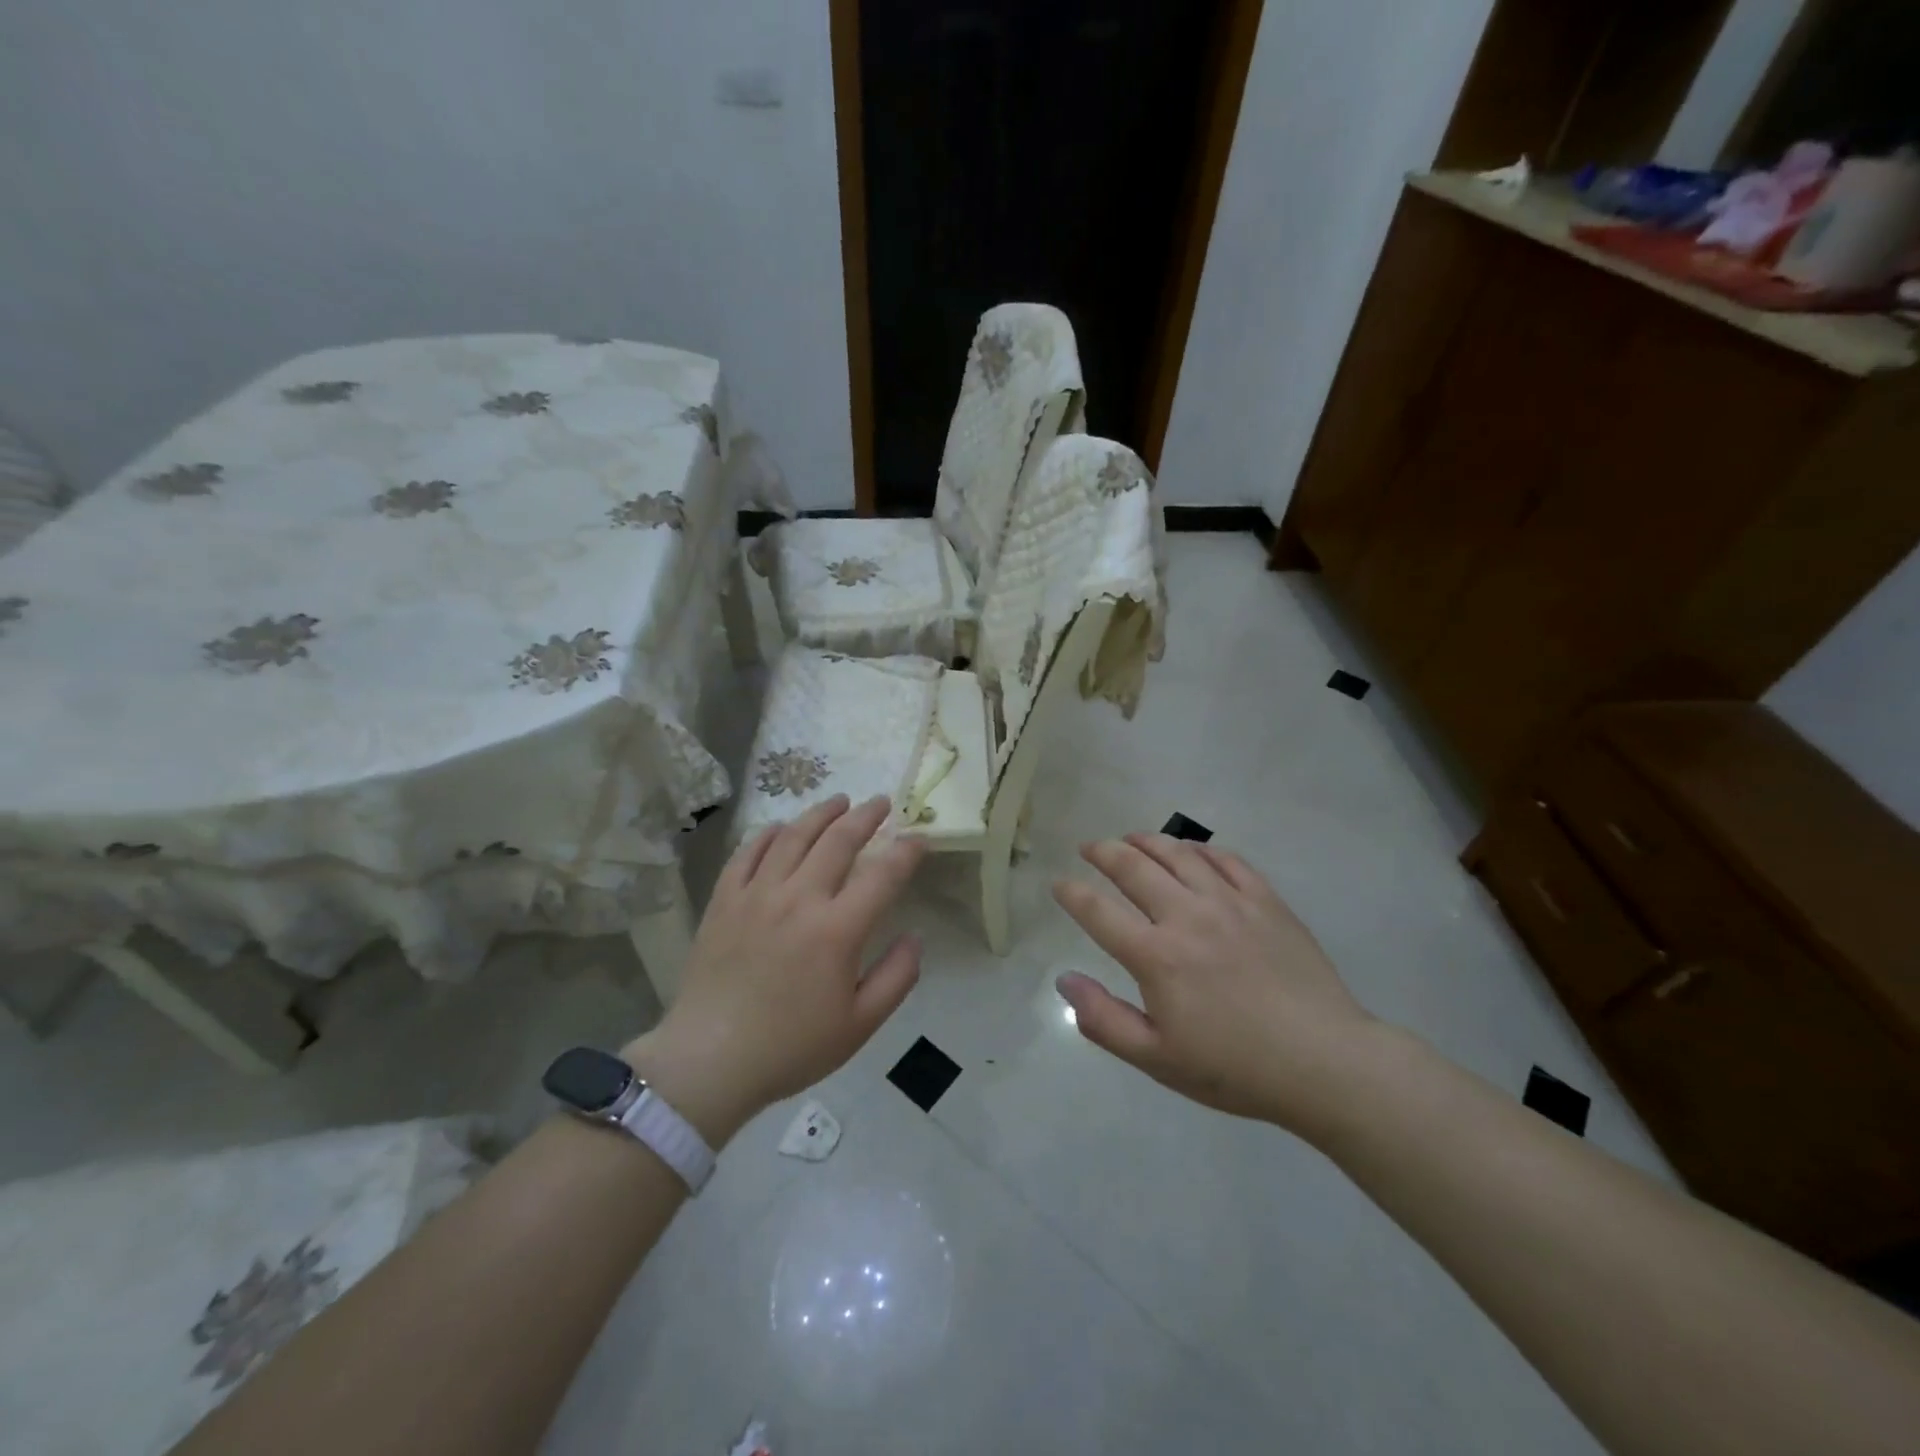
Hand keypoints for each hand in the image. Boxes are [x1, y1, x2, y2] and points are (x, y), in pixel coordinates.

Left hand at [623, 795, 926, 1144]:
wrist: (710, 1060)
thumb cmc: (791, 1047)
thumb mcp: (860, 1025)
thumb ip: (897, 977)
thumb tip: (915, 937)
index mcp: (837, 930)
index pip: (883, 875)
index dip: (907, 852)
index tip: (920, 839)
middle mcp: (798, 899)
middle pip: (839, 841)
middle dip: (866, 816)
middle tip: (881, 803)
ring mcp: (756, 894)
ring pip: (793, 836)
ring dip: (821, 813)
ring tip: (839, 801)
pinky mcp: (724, 900)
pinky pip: (748, 852)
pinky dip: (769, 834)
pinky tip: (782, 828)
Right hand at [1052, 833, 1375, 1138]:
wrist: (1325, 1062)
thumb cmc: (1234, 1068)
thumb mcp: (1157, 1059)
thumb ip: (1103, 1020)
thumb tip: (1065, 979)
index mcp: (1156, 956)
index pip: (1098, 911)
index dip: (1072, 893)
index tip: (1059, 883)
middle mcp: (1187, 916)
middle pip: (1133, 867)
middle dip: (1103, 852)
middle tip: (1089, 848)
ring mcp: (1230, 903)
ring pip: (1178, 854)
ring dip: (1147, 840)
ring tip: (1131, 838)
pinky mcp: (1266, 901)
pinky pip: (1227, 860)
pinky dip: (1201, 850)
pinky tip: (1192, 852)